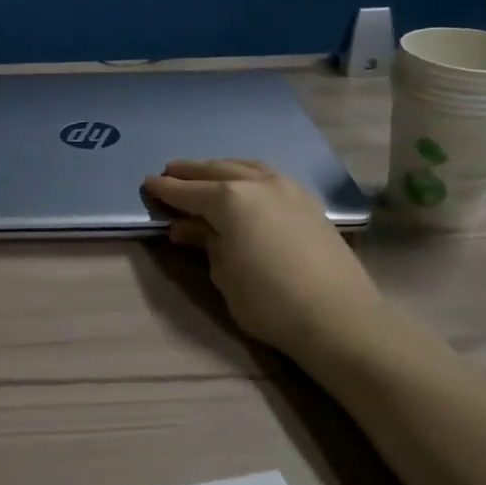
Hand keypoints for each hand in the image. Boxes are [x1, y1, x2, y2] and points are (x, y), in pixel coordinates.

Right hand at [143, 159, 378, 357]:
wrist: (338, 318)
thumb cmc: (269, 302)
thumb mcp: (224, 275)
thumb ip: (205, 243)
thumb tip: (186, 227)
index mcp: (230, 199)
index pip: (188, 191)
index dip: (165, 189)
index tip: (147, 184)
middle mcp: (257, 183)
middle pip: (216, 171)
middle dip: (190, 172)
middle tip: (169, 172)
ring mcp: (287, 188)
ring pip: (245, 167)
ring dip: (220, 169)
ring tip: (204, 174)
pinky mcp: (308, 201)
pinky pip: (268, 176)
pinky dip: (247, 175)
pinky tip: (243, 184)